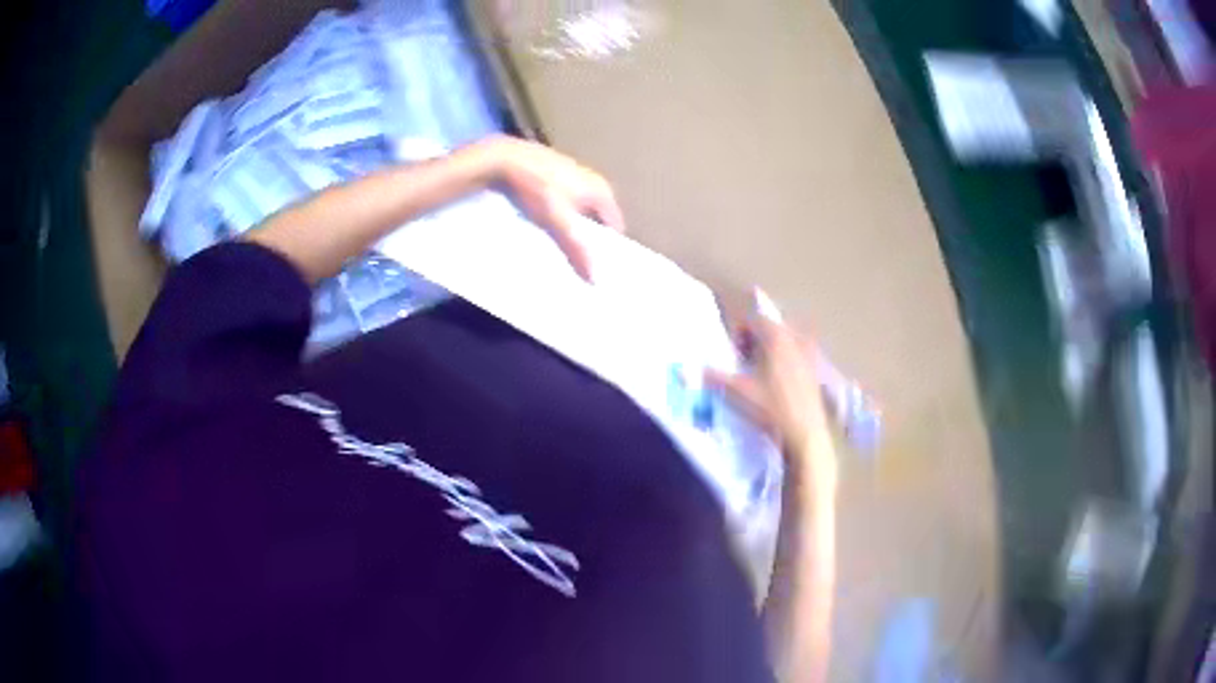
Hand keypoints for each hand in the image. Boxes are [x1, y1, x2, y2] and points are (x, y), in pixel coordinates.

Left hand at [474, 135, 625, 279]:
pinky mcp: (552, 175)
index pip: (615, 226)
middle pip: (597, 219)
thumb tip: (594, 279)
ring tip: (558, 248)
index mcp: (601, 189)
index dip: (608, 247)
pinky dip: (557, 216)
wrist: (502, 159)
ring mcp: (571, 175)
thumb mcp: (556, 221)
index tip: (598, 268)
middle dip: (588, 240)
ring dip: (570, 228)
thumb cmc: (536, 188)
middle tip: (577, 263)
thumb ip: (575, 249)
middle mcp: (592, 180)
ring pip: (578, 210)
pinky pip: (562, 202)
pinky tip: (542, 227)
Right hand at [706, 290, 836, 490]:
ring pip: (786, 341)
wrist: (804, 433)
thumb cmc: (770, 408)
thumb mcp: (737, 392)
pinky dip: (786, 360)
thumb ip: (712, 377)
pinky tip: (778, 382)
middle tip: (743, 359)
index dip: (740, 331)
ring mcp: (808, 354)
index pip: (755, 319)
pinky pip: (798, 355)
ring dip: (771, 349)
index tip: (732, 350)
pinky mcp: (815, 371)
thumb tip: (685, 370)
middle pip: (771, 328)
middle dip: (755, 339)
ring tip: (760, 370)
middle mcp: (795, 339)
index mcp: (776, 338)